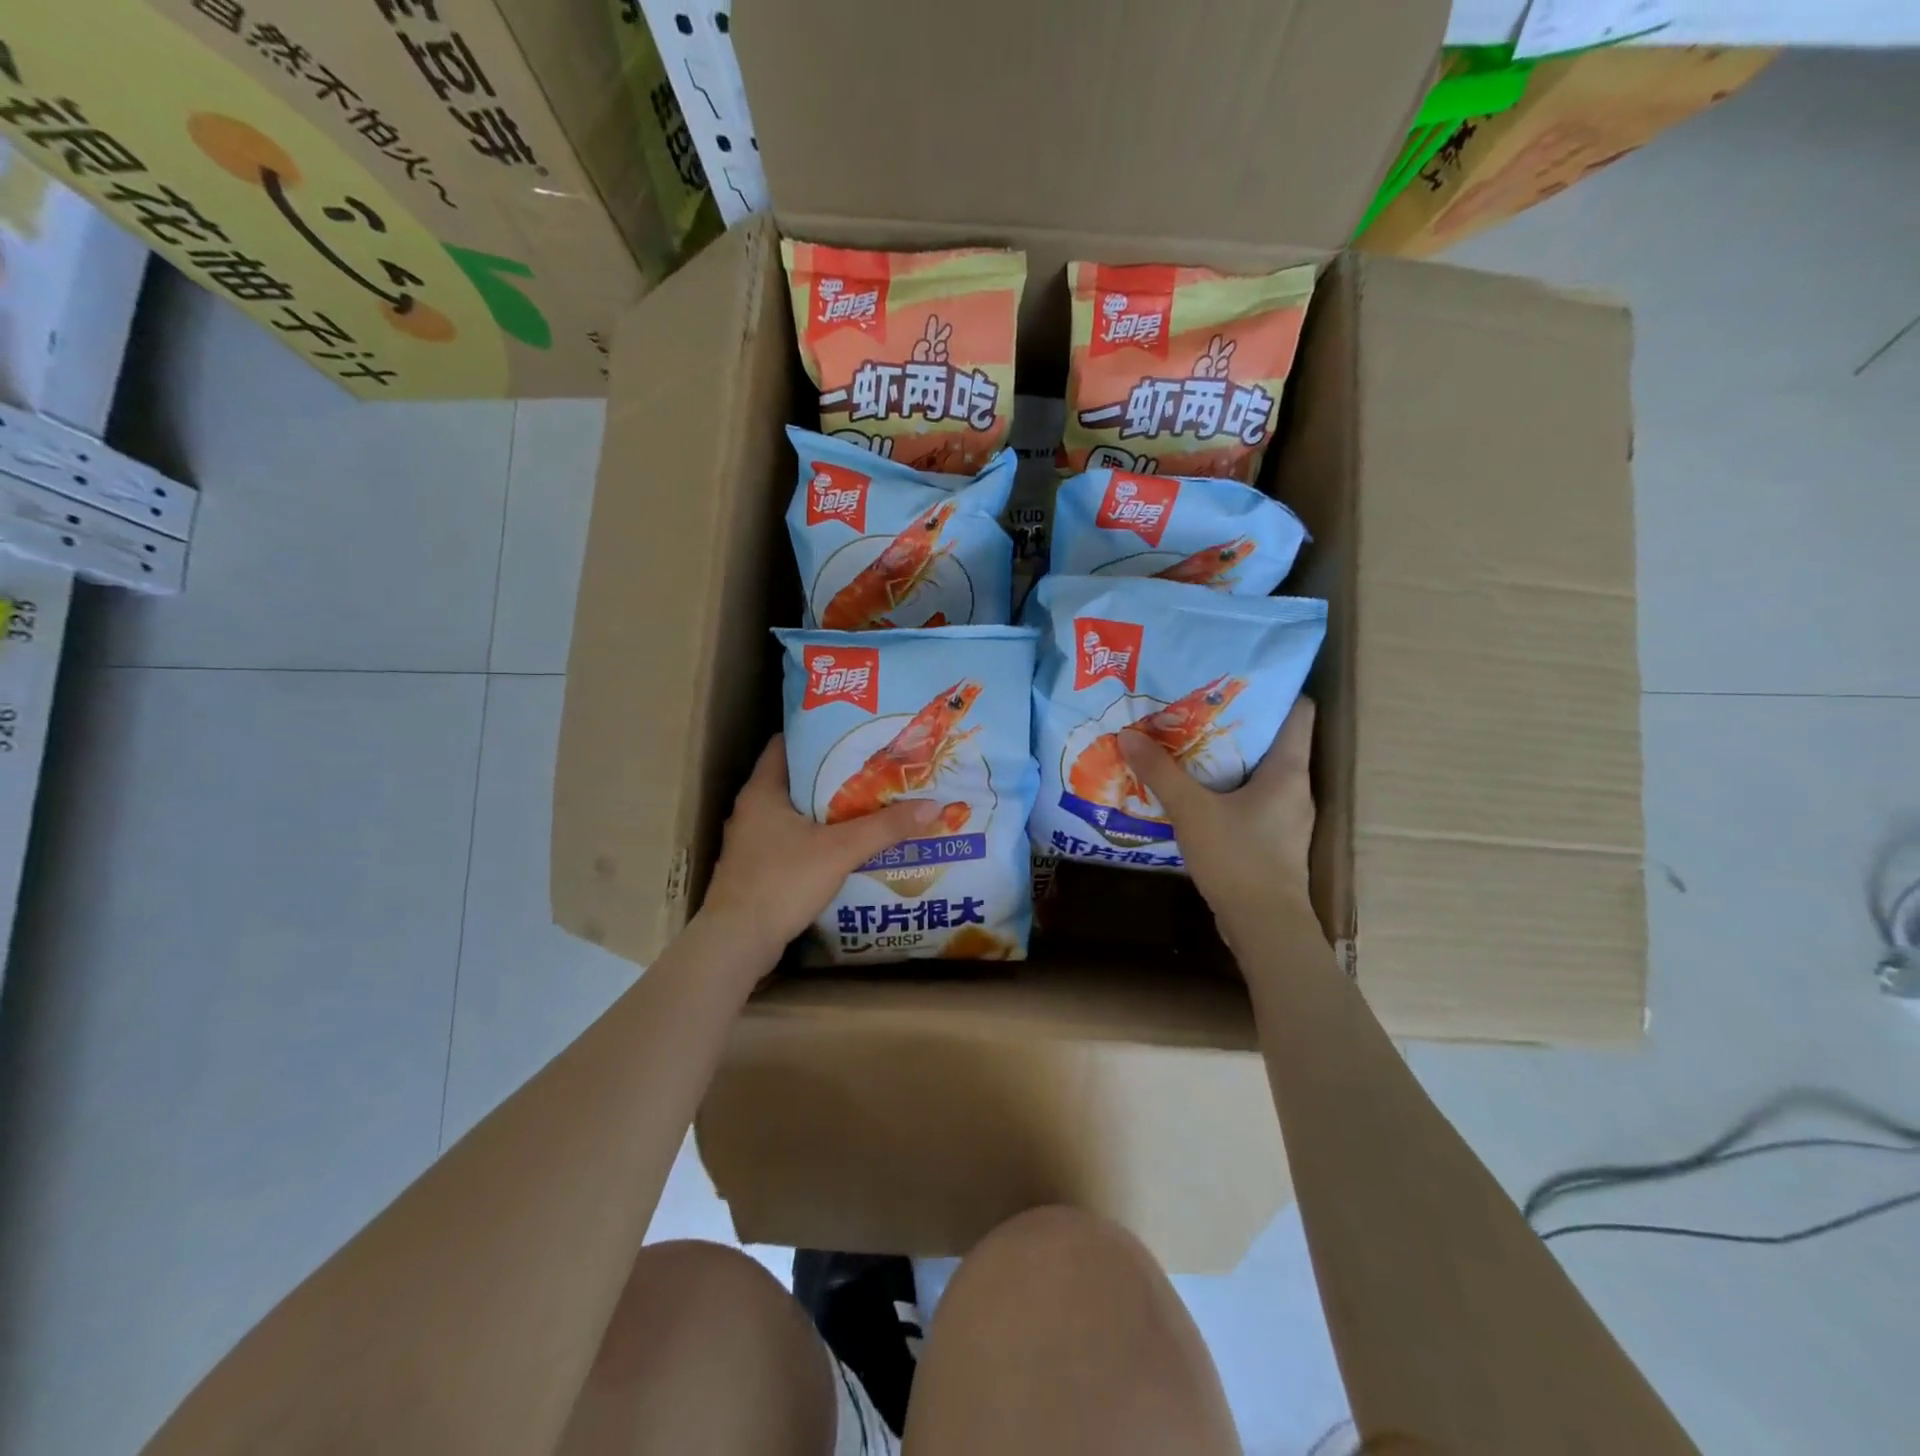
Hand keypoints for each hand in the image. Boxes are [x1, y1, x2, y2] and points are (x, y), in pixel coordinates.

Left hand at [701, 735, 941, 956]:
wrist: (737, 943)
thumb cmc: (782, 882)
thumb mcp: (840, 851)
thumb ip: (885, 828)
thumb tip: (932, 806)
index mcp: (763, 791)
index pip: (787, 744)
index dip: (819, 734)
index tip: (854, 733)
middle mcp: (752, 809)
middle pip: (796, 778)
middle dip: (833, 773)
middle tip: (874, 767)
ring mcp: (752, 840)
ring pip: (795, 812)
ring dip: (827, 808)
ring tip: (867, 802)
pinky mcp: (757, 867)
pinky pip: (792, 839)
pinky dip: (817, 836)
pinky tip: (845, 844)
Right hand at [1120, 699, 1316, 933]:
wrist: (1264, 927)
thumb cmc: (1238, 858)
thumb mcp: (1192, 810)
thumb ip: (1161, 772)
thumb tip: (1128, 735)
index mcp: (1289, 770)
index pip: (1298, 711)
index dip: (1273, 689)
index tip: (1234, 679)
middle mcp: (1295, 787)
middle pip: (1273, 740)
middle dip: (1235, 723)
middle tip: (1194, 708)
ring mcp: (1286, 816)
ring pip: (1259, 772)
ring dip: (1227, 759)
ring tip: (1187, 744)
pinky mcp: (1272, 839)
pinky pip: (1250, 800)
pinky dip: (1226, 789)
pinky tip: (1194, 792)